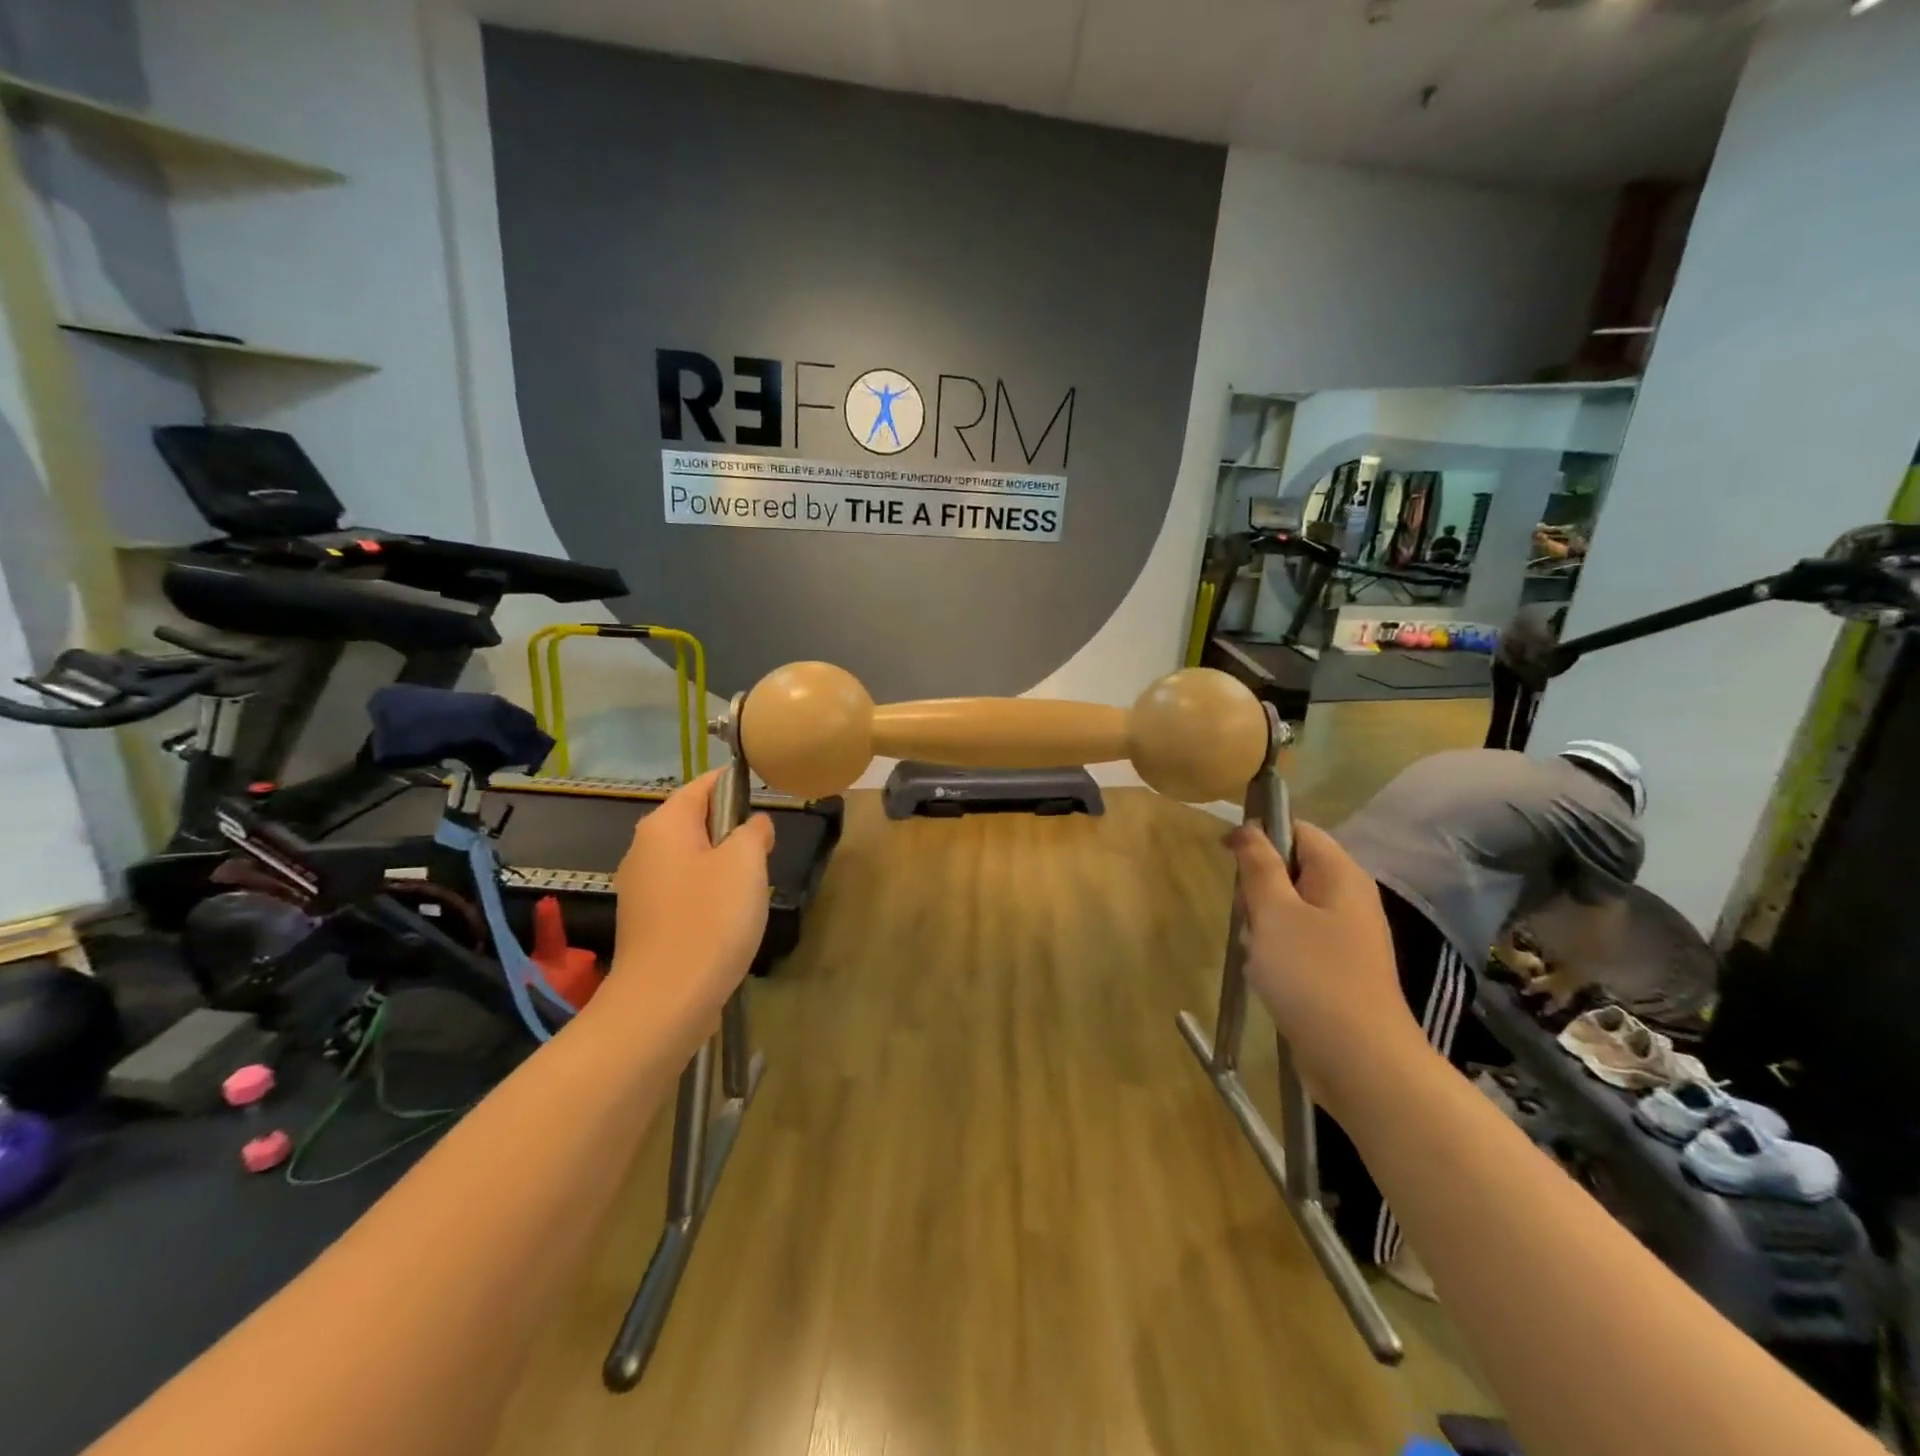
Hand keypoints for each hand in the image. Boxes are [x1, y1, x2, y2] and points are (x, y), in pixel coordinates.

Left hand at [604, 770, 774, 1020]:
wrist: (666, 1001)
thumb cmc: (710, 919)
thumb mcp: (746, 863)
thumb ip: (754, 831)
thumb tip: (754, 826)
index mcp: (664, 825)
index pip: (704, 785)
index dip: (737, 785)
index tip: (767, 799)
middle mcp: (643, 849)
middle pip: (696, 821)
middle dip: (733, 832)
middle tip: (763, 855)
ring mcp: (640, 888)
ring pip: (692, 859)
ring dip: (723, 867)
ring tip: (750, 892)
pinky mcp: (646, 921)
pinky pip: (684, 891)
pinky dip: (708, 895)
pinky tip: (727, 920)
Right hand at [1226, 820, 1433, 1114]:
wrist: (1359, 1060)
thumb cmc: (1312, 975)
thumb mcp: (1274, 912)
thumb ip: (1259, 866)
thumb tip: (1250, 828)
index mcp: (1341, 876)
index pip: (1299, 830)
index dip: (1261, 834)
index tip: (1228, 856)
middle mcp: (1348, 899)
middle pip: (1291, 868)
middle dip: (1258, 886)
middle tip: (1247, 914)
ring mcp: (1345, 936)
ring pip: (1288, 908)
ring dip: (1262, 922)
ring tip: (1255, 950)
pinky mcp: (1336, 968)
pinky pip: (1296, 941)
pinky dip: (1274, 951)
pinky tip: (1265, 974)